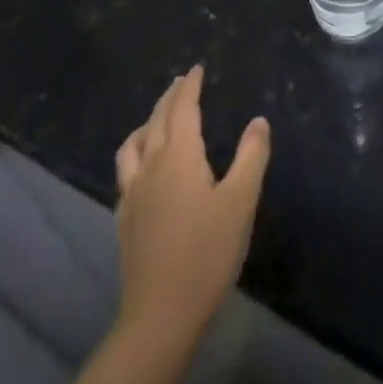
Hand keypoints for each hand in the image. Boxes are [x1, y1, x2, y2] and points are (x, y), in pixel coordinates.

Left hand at [114, 64, 270, 347]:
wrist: (160, 315)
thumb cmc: (207, 253)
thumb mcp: (241, 201)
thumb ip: (251, 156)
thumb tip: (258, 121)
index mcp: (179, 155)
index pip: (183, 108)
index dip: (190, 86)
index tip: (196, 69)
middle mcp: (151, 165)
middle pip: (157, 120)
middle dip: (170, 97)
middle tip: (181, 82)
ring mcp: (133, 193)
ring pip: (134, 144)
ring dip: (148, 122)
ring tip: (158, 118)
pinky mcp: (124, 219)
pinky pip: (126, 171)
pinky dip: (136, 153)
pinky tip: (143, 168)